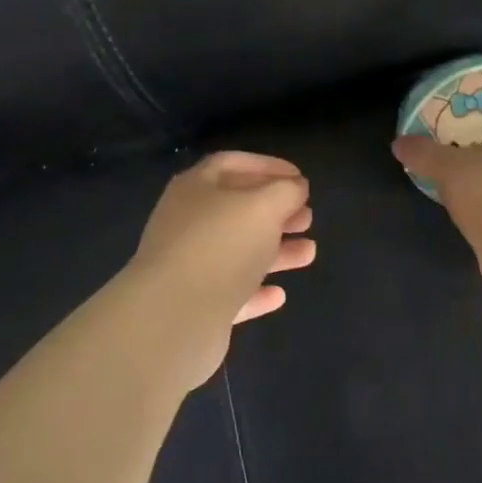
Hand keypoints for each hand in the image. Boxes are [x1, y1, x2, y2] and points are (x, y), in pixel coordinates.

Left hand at [122, 152, 316, 386]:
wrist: (173, 318)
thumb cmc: (220, 246)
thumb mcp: (263, 206)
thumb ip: (286, 192)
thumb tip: (296, 187)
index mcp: (196, 188)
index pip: (233, 164)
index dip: (268, 166)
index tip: (300, 178)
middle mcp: (188, 222)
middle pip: (237, 209)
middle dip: (276, 211)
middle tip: (307, 218)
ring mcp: (188, 265)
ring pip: (238, 252)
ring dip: (275, 250)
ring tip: (308, 253)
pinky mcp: (194, 305)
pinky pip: (231, 292)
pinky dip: (256, 290)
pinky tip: (279, 295)